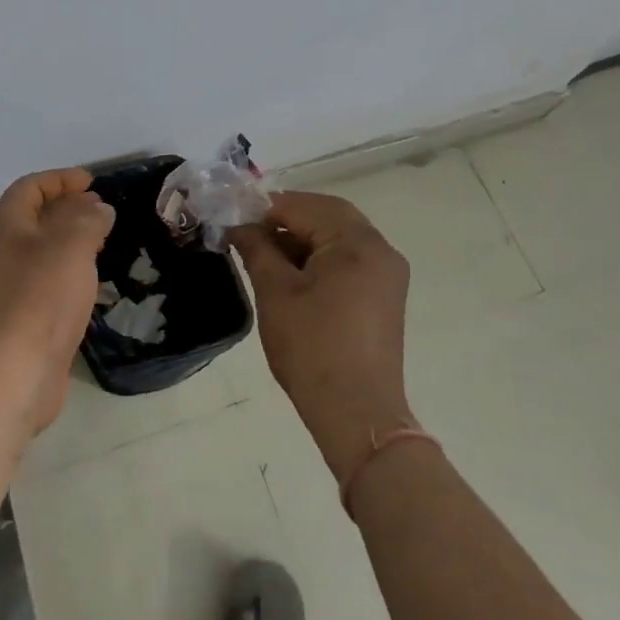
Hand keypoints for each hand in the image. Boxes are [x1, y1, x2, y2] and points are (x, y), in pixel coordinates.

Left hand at [0, 168, 115, 435]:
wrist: (13, 372)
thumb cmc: (41, 298)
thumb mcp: (72, 246)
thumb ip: (88, 219)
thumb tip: (97, 208)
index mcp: (3, 226)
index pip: (30, 187)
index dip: (61, 179)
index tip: (92, 182)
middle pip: (31, 218)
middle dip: (66, 209)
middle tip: (101, 212)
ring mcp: (1, 288)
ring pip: (36, 251)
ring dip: (66, 241)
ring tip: (100, 244)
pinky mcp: (12, 318)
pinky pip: (39, 281)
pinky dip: (63, 271)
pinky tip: (85, 284)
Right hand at [230, 191, 412, 484]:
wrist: (357, 413)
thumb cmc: (312, 348)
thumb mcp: (275, 293)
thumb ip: (256, 249)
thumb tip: (238, 225)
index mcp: (357, 242)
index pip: (304, 206)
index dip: (265, 209)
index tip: (232, 219)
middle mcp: (380, 248)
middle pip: (328, 214)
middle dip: (286, 217)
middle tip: (249, 231)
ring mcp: (387, 273)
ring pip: (339, 235)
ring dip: (303, 236)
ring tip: (265, 253)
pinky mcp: (384, 295)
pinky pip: (350, 258)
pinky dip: (321, 256)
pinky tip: (292, 272)